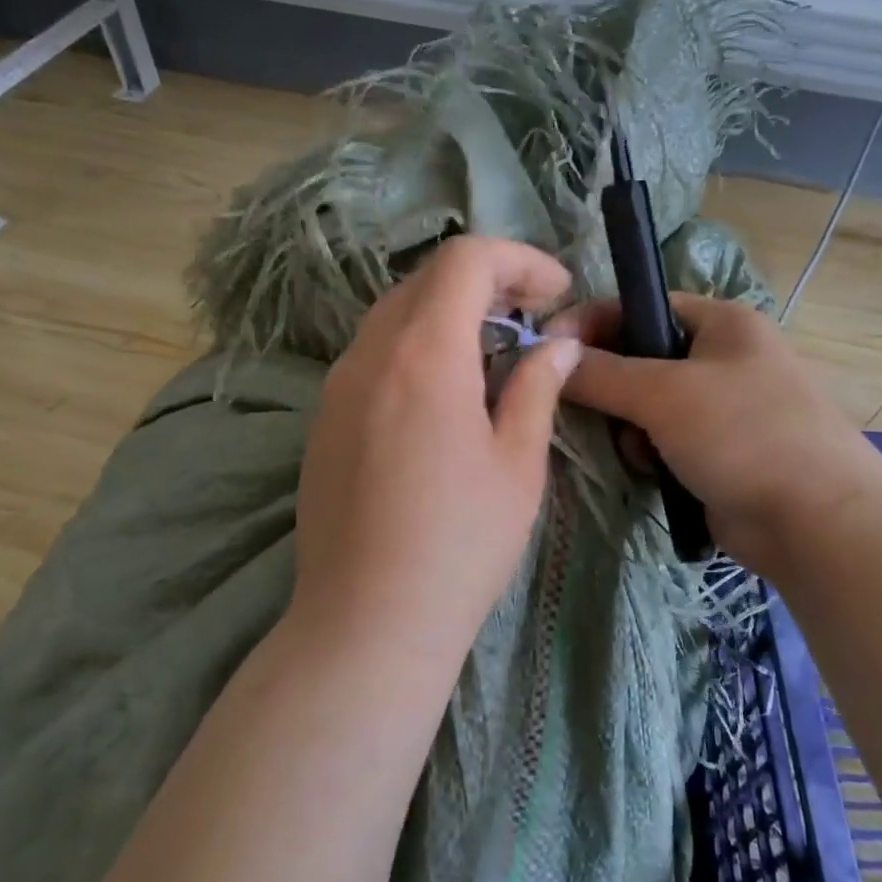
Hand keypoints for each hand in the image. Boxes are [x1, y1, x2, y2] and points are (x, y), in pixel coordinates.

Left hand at [290, 236, 582, 650]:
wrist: (367, 622)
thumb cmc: (460, 545)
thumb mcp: (518, 465)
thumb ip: (537, 388)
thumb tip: (557, 345)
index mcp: (424, 354)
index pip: (466, 260)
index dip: (519, 260)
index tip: (556, 293)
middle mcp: (370, 354)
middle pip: (427, 279)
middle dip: (487, 282)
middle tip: (532, 319)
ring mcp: (337, 385)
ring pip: (395, 313)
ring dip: (449, 313)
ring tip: (493, 353)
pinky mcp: (323, 418)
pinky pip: (373, 354)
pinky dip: (416, 346)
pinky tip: (444, 394)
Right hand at [548, 294, 881, 580]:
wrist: (816, 522)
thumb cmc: (744, 435)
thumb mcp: (665, 394)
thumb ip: (601, 373)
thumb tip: (549, 357)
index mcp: (721, 323)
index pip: (641, 307)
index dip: (591, 323)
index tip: (544, 349)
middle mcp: (722, 358)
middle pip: (639, 359)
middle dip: (611, 386)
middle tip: (588, 409)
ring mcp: (722, 409)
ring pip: (646, 406)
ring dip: (630, 428)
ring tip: (638, 451)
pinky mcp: (716, 453)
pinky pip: (661, 442)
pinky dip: (648, 455)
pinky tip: (653, 473)